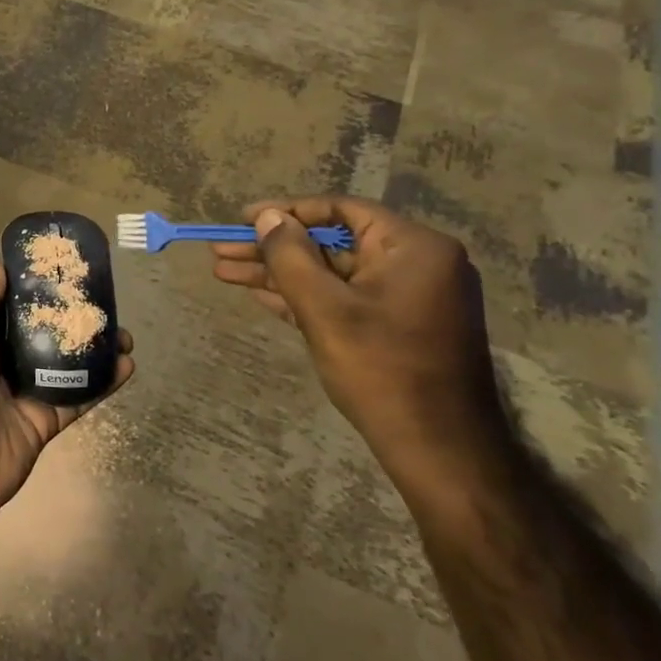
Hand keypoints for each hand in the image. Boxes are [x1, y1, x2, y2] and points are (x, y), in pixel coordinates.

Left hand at [0, 259, 134, 541]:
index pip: (7, 302)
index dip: (33, 284)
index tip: (65, 266)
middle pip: (40, 330)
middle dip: (70, 315)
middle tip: (105, 300)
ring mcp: (21, 392)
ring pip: (64, 363)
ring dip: (93, 348)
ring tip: (124, 333)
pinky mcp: (42, 422)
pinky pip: (76, 397)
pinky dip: (102, 383)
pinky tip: (127, 365)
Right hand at [210, 196, 510, 486]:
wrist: (439, 450)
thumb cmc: (382, 370)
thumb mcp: (324, 309)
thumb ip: (290, 256)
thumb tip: (267, 217)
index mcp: (413, 247)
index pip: (341, 210)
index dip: (286, 211)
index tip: (242, 219)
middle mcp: (416, 263)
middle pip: (331, 243)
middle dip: (273, 249)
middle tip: (221, 250)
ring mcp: (408, 296)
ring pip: (332, 273)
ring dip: (280, 273)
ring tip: (225, 271)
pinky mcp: (398, 325)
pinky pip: (344, 298)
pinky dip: (305, 296)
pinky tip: (260, 294)